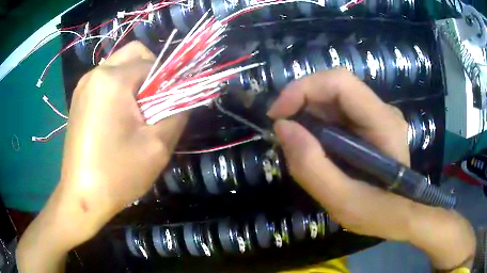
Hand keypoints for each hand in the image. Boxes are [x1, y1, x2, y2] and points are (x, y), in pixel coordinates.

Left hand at [17, 42, 187, 272]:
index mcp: (112, 80)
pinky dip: (119, 87)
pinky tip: (119, 115)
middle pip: (133, 52)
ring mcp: (84, 85)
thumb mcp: (157, 146)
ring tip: (137, 110)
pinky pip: (105, 79)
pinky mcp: (79, 98)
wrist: (82, 197)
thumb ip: (178, 113)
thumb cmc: (117, 174)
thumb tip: (185, 96)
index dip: (169, 78)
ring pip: (119, 64)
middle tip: (155, 100)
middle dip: (152, 69)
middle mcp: (95, 73)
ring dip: (135, 79)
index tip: (172, 102)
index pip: (152, 62)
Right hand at [267, 69, 474, 269]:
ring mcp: (377, 115)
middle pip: (334, 87)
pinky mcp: (370, 124)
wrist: (401, 216)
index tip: (277, 115)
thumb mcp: (342, 202)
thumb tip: (282, 127)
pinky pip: (337, 113)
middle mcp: (382, 110)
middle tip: (282, 132)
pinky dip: (317, 125)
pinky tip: (314, 146)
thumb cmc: (379, 214)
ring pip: (333, 99)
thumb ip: (311, 167)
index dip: (303, 88)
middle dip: (301, 103)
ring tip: (297, 144)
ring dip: (308, 115)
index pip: (340, 82)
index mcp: (383, 123)